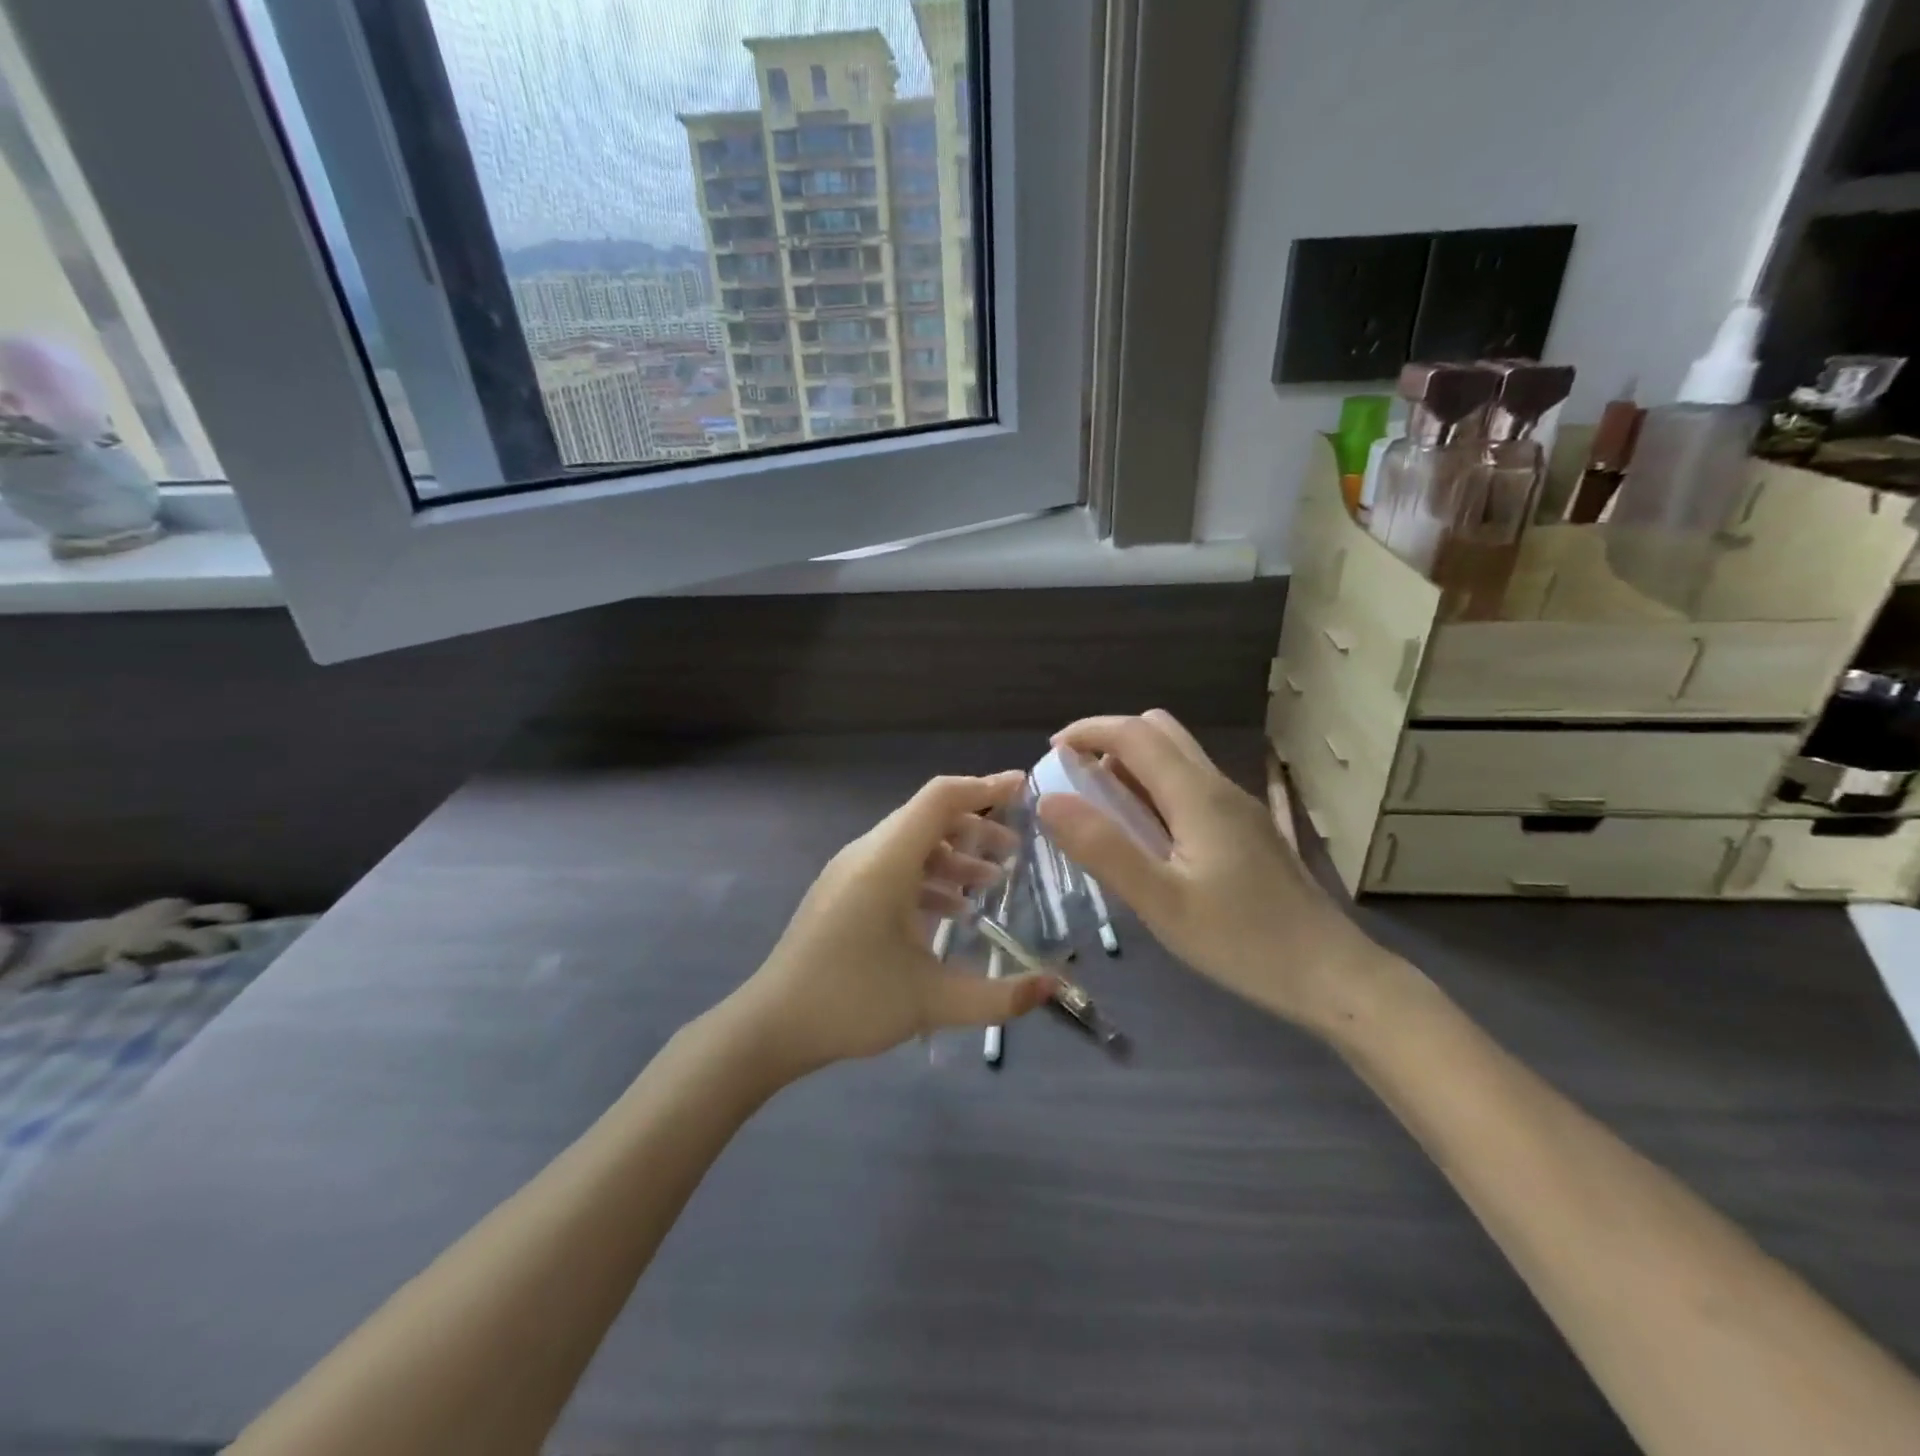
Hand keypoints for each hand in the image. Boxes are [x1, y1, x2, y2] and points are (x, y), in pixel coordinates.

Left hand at [730, 772, 1057, 1077]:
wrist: (771, 1024)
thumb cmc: (851, 1002)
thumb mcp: (933, 1001)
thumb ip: (999, 996)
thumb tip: (1053, 986)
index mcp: (887, 861)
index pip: (940, 798)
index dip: (984, 786)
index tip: (1024, 787)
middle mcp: (867, 853)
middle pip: (928, 818)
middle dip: (976, 826)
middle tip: (1016, 849)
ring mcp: (850, 871)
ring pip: (911, 844)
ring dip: (953, 855)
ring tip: (991, 881)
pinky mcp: (842, 892)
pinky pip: (893, 866)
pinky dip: (928, 877)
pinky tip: (953, 911)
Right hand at [1035, 711, 1388, 1033]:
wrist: (1332, 975)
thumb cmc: (1242, 941)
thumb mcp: (1160, 901)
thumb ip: (1103, 848)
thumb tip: (1048, 800)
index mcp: (1196, 794)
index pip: (1134, 733)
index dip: (1087, 731)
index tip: (1050, 754)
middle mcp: (1218, 786)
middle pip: (1159, 732)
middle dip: (1109, 743)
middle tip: (1076, 784)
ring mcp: (1238, 807)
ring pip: (1177, 758)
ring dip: (1132, 768)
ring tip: (1103, 815)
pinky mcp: (1246, 830)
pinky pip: (1190, 787)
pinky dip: (1155, 791)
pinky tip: (1147, 840)